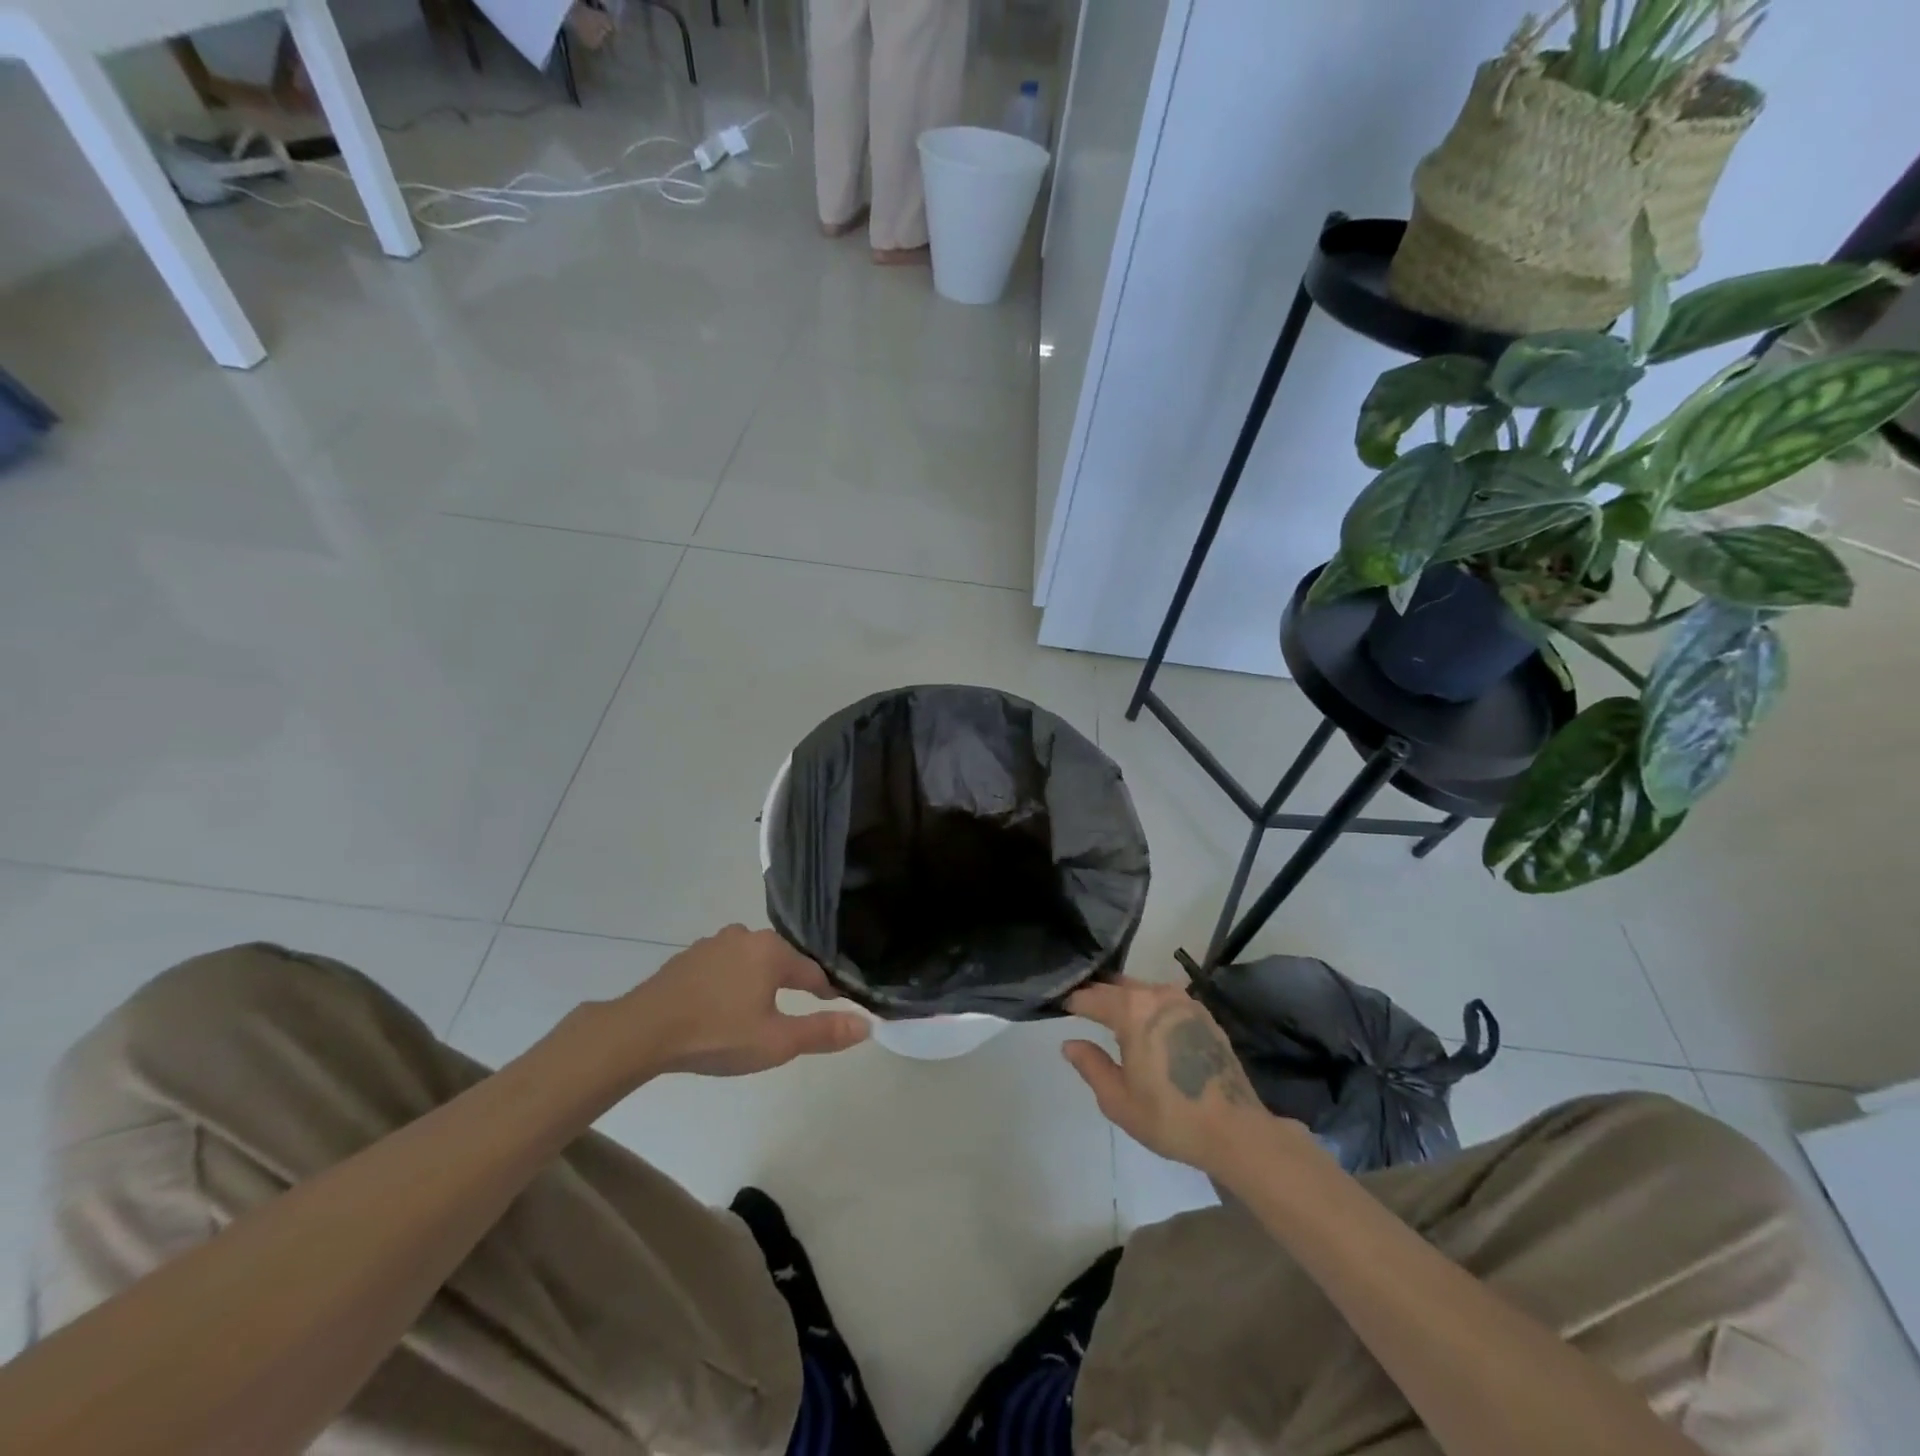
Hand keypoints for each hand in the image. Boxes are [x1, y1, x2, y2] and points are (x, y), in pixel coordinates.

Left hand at [619, 925, 869, 1076]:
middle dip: (791, 986)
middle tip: (792, 1017)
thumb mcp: (777, 1042)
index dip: (826, 993)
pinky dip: (731, 984)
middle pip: (781, 962)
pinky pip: (723, 968)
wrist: (642, 1032)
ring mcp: (713, 944)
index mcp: (772, 950)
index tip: (834, 1011)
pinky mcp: (688, 958)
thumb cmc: (717, 1034)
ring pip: (751, 963)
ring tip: (757, 1014)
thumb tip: (867, 1024)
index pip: (813, 972)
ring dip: (758, 984)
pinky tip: (722, 1009)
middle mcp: (746, 936)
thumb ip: (823, 1031)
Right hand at [1063, 977, 1280, 1174]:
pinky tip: (1147, 1026)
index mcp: (1132, 1010)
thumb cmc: (1170, 1117)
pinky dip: (1149, 1007)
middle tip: (1080, 1007)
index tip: (1058, 1006)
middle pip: (1117, 986)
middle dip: (1097, 994)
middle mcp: (1157, 994)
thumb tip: (1070, 1043)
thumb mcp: (1118, 1099)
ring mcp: (1184, 1001)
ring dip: (1124, 998)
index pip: (1091, 996)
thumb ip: (1090, 1065)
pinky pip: (1165, 1001)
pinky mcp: (1204, 1014)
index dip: (1072, 1001)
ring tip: (1111, 1015)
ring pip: (1143, 990)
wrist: (1236, 1131)